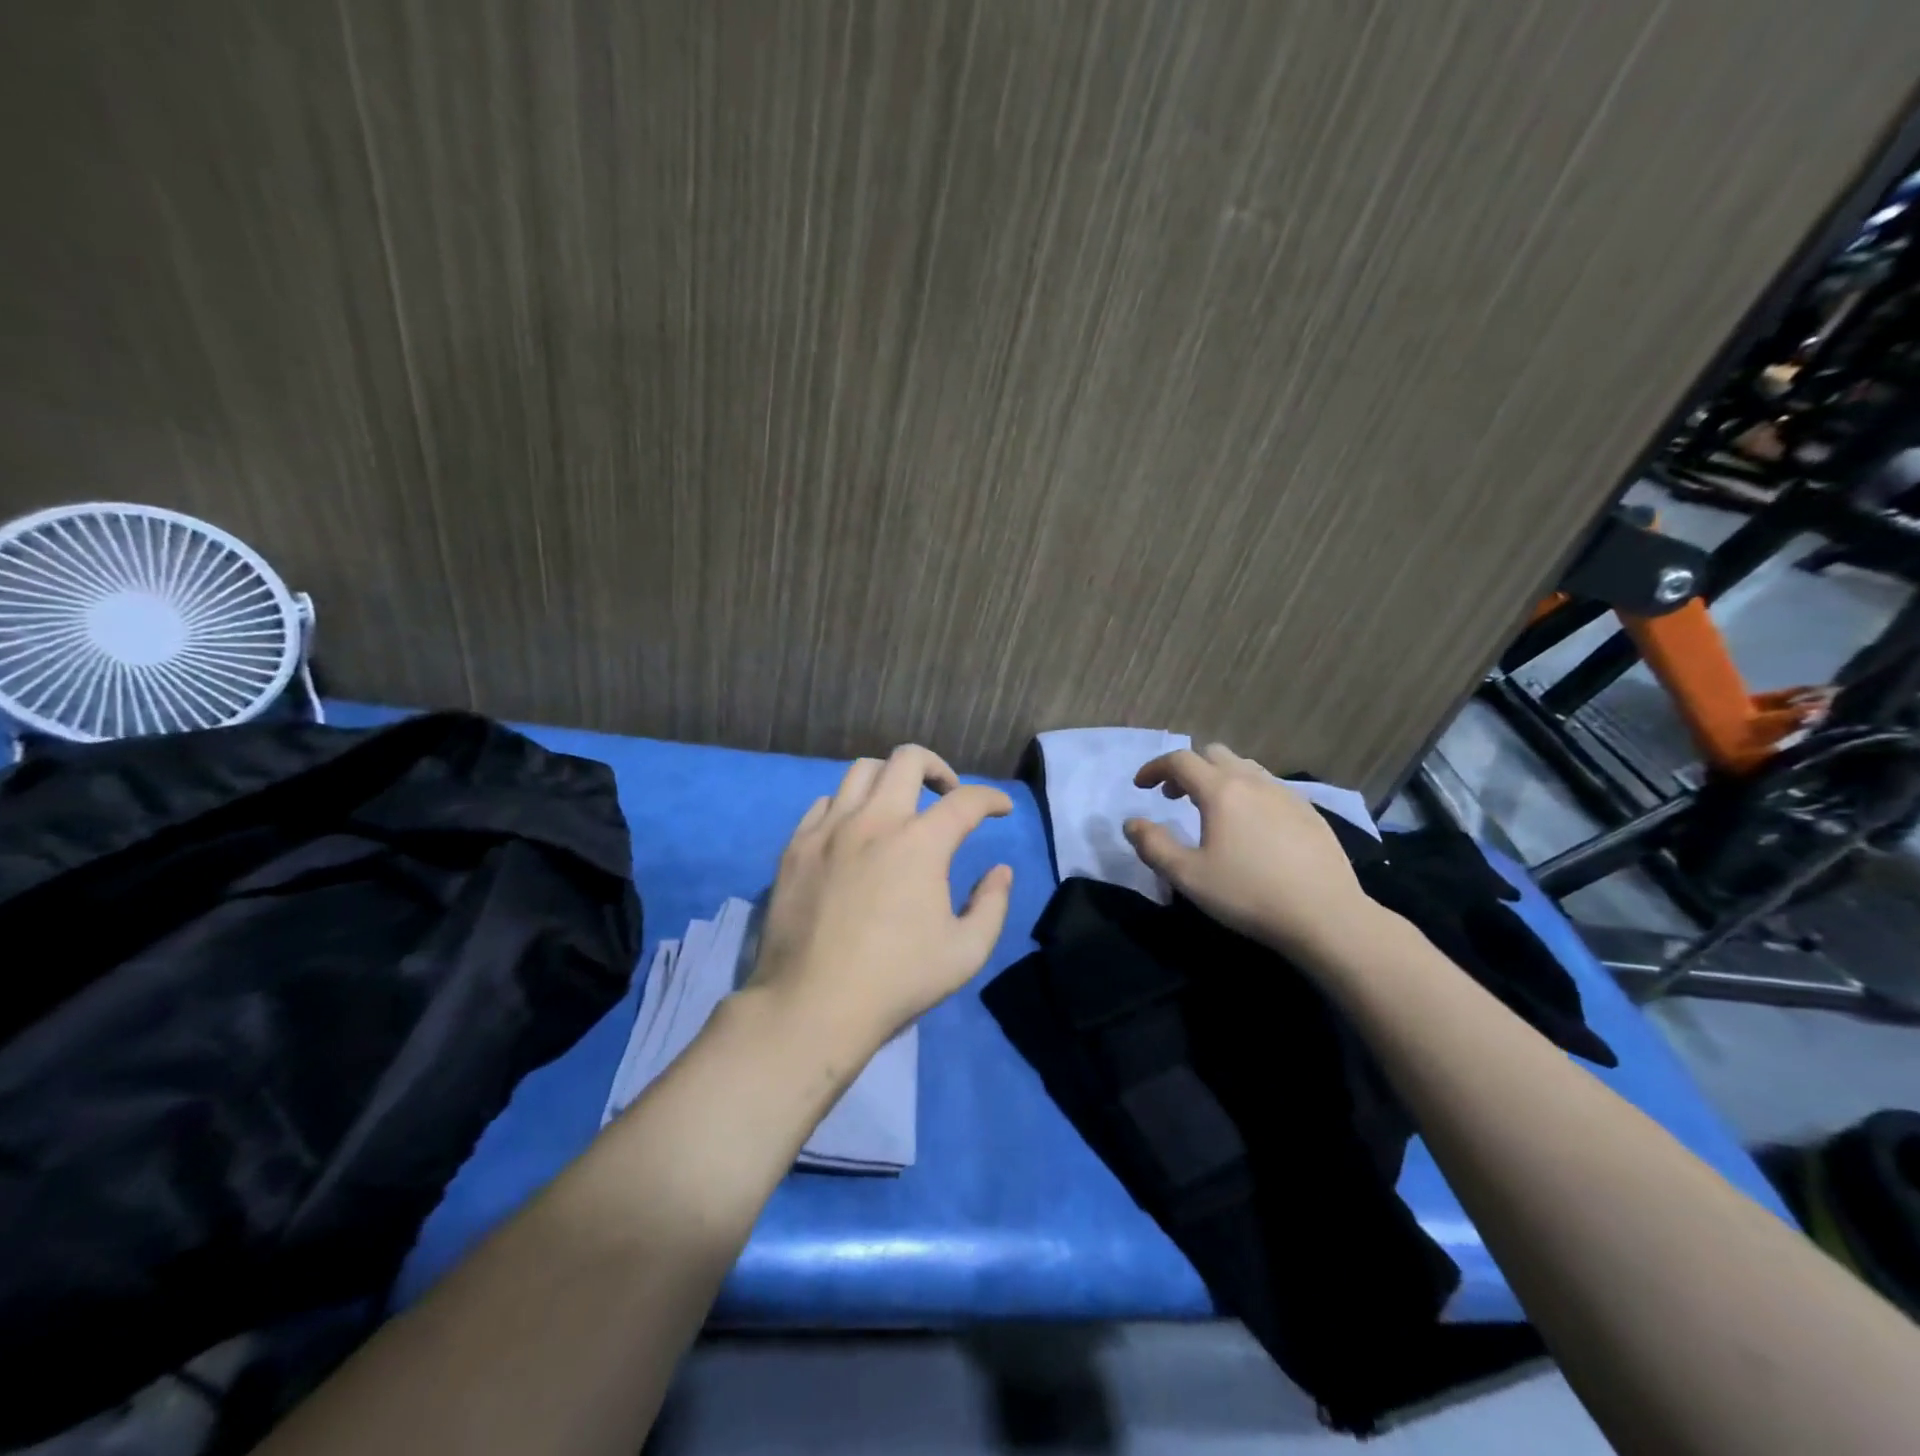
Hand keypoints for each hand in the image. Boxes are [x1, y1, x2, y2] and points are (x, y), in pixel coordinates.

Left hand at [748, 745, 1014, 1059]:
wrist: (812, 1005)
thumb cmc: (896, 981)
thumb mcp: (966, 953)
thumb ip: (993, 905)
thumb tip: (999, 871)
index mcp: (920, 843)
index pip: (966, 800)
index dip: (991, 799)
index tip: (1000, 809)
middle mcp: (874, 821)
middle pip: (908, 759)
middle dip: (938, 768)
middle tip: (947, 795)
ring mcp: (829, 830)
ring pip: (861, 771)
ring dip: (890, 779)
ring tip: (899, 807)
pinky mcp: (796, 846)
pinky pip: (825, 803)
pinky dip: (848, 805)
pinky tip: (854, 832)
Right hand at [1124, 743, 1371, 955]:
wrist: (1326, 916)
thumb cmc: (1249, 894)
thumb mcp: (1188, 876)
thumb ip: (1153, 845)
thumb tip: (1132, 823)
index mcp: (1221, 791)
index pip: (1180, 760)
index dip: (1154, 768)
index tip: (1141, 787)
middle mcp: (1253, 781)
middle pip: (1213, 754)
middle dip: (1187, 769)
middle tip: (1174, 798)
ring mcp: (1286, 794)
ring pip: (1244, 768)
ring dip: (1218, 778)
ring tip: (1211, 810)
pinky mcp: (1309, 812)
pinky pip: (1269, 787)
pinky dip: (1247, 793)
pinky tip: (1251, 827)